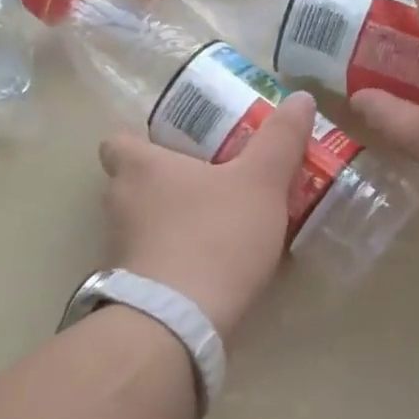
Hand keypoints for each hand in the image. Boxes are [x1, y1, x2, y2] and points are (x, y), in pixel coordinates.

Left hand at [98, 92, 316, 337]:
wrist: (181, 320)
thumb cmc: (216, 235)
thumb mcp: (261, 182)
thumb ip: (280, 140)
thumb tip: (301, 98)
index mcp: (139, 167)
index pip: (117, 141)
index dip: (142, 142)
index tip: (177, 150)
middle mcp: (117, 203)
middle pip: (131, 184)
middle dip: (165, 184)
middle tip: (210, 186)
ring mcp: (118, 249)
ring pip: (141, 224)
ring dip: (171, 224)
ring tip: (218, 229)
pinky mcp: (129, 288)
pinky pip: (151, 262)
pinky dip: (174, 261)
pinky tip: (211, 270)